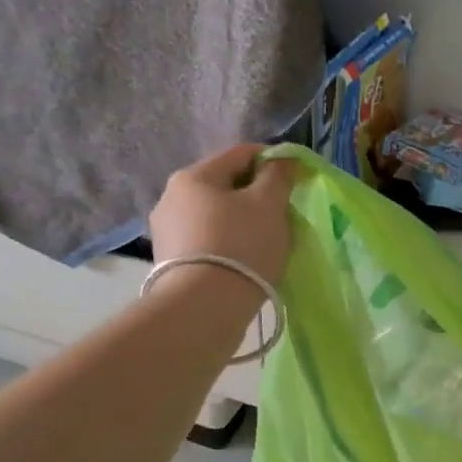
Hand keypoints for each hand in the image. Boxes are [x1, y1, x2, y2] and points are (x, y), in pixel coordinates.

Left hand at [150, 144, 294, 290]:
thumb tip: (281, 161)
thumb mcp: (268, 205)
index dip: (273, 160)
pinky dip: (227, 243)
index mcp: (194, 175)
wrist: (203, 308)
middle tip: (283, 215)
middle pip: (225, 185)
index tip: (295, 178)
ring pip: (215, 214)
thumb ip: (277, 176)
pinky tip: (243, 261)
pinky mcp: (169, 261)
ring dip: (241, 221)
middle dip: (255, 195)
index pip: (241, 154)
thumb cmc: (240, 246)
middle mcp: (171, 197)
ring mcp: (166, 231)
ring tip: (265, 242)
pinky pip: (206, 240)